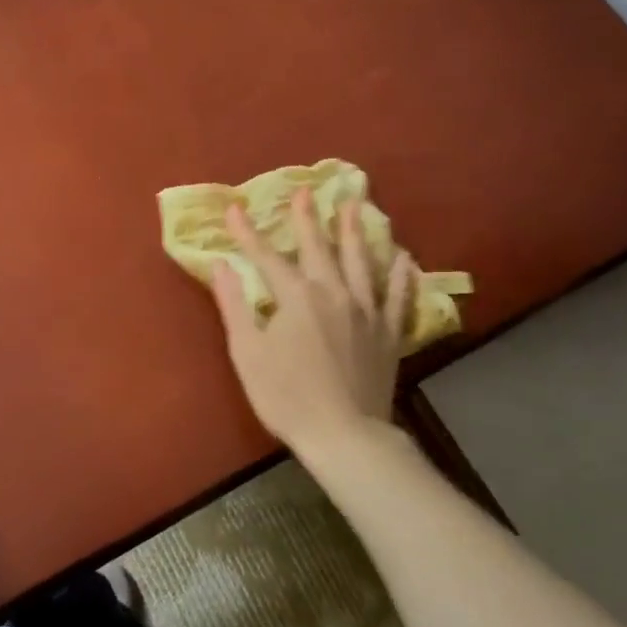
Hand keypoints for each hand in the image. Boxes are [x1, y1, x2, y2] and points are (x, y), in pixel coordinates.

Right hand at [210, 189, 413, 465]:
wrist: (344, 434)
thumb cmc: (286, 396)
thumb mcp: (247, 352)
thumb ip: (233, 305)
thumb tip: (221, 265)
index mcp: (296, 296)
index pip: (267, 257)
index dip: (248, 233)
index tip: (234, 209)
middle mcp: (334, 293)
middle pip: (319, 248)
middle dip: (308, 219)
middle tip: (307, 192)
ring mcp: (367, 311)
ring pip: (362, 262)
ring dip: (357, 232)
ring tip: (356, 206)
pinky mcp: (389, 333)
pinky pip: (398, 297)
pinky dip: (401, 276)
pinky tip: (404, 258)